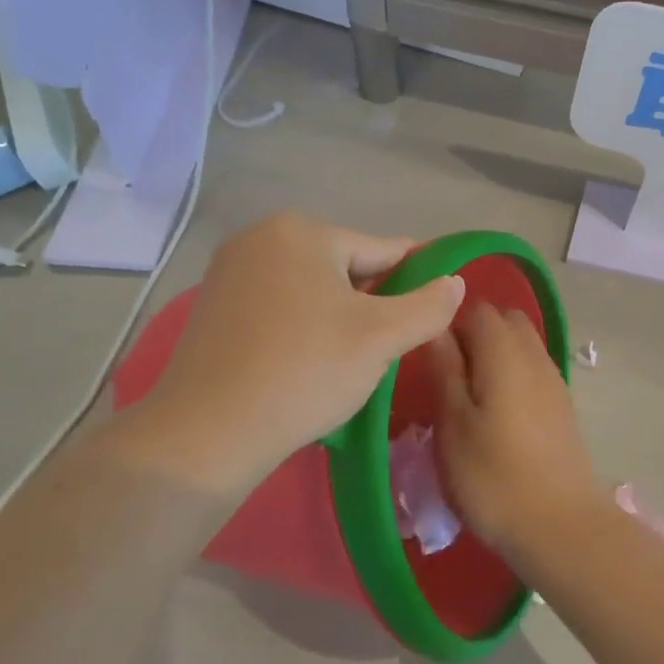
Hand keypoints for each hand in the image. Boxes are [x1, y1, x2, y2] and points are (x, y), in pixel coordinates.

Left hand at [112, 213, 463, 498]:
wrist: (207, 433)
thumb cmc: (304, 372)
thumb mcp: (381, 338)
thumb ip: (428, 305)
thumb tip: (455, 281)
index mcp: (301, 231)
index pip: (382, 250)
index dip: (414, 282)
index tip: (431, 313)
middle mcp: (259, 237)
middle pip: (344, 268)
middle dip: (370, 305)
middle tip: (384, 352)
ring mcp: (229, 271)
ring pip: (311, 290)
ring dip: (337, 319)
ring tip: (347, 364)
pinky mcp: (212, 307)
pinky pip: (278, 308)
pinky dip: (301, 329)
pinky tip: (306, 365)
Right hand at [428, 303, 607, 560]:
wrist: (560, 526)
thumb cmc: (493, 476)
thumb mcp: (453, 423)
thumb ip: (444, 369)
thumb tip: (436, 328)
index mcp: (505, 352)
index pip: (477, 309)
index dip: (450, 322)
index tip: (428, 354)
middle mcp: (535, 355)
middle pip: (505, 322)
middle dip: (475, 335)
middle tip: (447, 374)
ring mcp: (554, 381)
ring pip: (522, 346)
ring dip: (495, 357)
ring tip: (468, 397)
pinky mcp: (562, 407)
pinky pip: (533, 372)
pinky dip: (512, 378)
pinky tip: (496, 416)